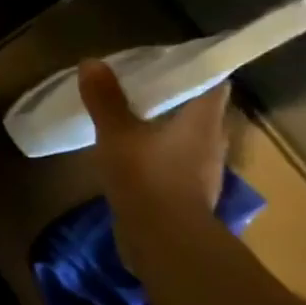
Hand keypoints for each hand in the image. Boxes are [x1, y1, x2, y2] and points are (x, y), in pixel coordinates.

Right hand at [78, 59, 229, 222]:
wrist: (165, 242)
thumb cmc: (147, 178)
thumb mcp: (116, 133)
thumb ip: (105, 99)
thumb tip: (92, 62)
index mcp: (204, 120)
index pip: (213, 82)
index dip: (195, 68)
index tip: (167, 62)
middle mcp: (212, 142)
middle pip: (199, 110)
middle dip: (174, 98)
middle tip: (140, 87)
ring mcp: (203, 171)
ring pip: (187, 137)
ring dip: (166, 128)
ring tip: (132, 120)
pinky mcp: (189, 195)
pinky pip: (176, 162)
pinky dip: (159, 154)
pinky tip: (134, 156)